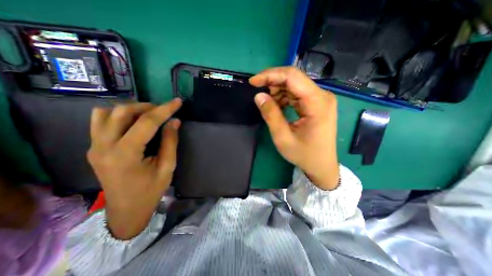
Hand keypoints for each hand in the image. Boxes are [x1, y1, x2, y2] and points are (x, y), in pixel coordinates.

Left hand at [88, 99, 180, 239]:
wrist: (126, 210)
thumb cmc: (150, 190)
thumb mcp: (167, 167)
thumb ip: (170, 142)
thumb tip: (175, 121)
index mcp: (126, 154)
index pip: (147, 122)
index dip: (165, 109)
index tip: (178, 102)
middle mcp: (104, 146)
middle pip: (122, 112)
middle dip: (147, 106)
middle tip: (164, 111)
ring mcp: (94, 146)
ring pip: (107, 112)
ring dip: (131, 109)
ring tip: (149, 115)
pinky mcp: (93, 148)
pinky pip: (100, 121)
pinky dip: (117, 115)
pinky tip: (132, 122)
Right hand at [250, 68, 337, 190]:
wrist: (322, 165)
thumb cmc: (304, 154)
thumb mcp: (283, 137)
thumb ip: (271, 115)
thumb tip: (259, 96)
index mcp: (317, 102)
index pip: (292, 77)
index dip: (270, 75)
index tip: (253, 82)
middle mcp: (322, 96)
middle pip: (294, 78)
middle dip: (273, 82)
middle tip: (259, 93)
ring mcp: (320, 99)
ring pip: (294, 85)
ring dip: (278, 91)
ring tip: (269, 105)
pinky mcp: (317, 103)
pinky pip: (297, 93)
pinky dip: (284, 97)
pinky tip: (278, 107)